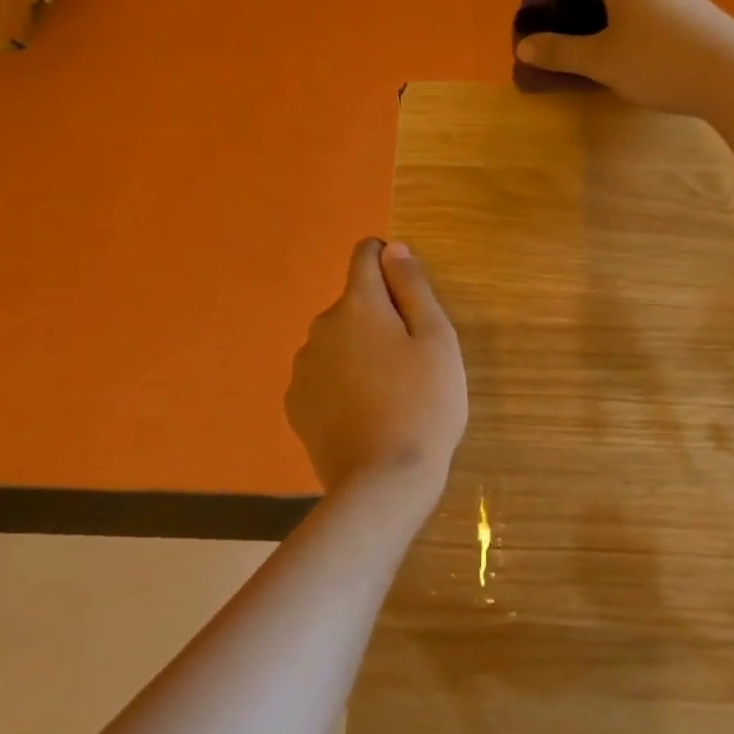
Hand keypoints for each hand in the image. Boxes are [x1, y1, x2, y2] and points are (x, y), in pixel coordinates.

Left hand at [285, 239, 466, 501]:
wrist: (382, 484)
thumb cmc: (423, 405)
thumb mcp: (436, 339)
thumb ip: (413, 286)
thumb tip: (393, 248)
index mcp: (358, 305)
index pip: (366, 254)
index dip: (391, 263)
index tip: (412, 297)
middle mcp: (321, 326)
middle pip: (355, 302)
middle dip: (381, 316)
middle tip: (412, 359)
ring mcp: (303, 367)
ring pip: (338, 339)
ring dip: (360, 348)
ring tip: (389, 390)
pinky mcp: (296, 404)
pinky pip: (324, 373)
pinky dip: (342, 380)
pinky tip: (364, 412)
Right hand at [512, 0, 733, 117]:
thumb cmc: (659, 62)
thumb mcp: (601, 61)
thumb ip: (560, 52)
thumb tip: (524, 47)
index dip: (542, 0)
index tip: (530, 31)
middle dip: (569, 15)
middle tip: (556, 48)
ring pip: (623, 2)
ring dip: (598, 25)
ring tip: (589, 58)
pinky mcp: (693, 13)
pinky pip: (645, 15)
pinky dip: (626, 31)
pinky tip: (630, 60)